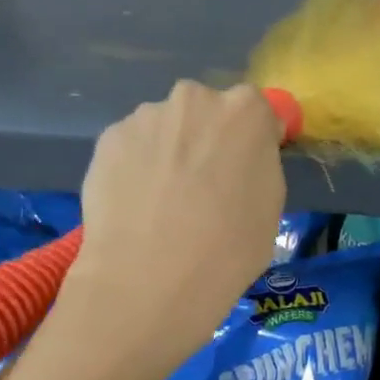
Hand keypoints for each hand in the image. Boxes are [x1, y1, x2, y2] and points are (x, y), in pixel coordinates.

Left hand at [63, 80, 285, 365]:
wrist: (150, 280)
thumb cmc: (230, 248)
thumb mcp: (271, 207)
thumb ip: (259, 168)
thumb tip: (242, 163)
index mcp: (246, 111)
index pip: (256, 110)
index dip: (252, 140)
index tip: (246, 169)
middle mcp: (195, 99)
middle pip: (207, 112)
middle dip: (206, 139)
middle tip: (203, 185)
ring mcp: (146, 116)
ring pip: (166, 128)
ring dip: (168, 151)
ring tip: (162, 203)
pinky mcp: (107, 139)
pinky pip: (132, 147)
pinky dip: (135, 167)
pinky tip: (136, 206)